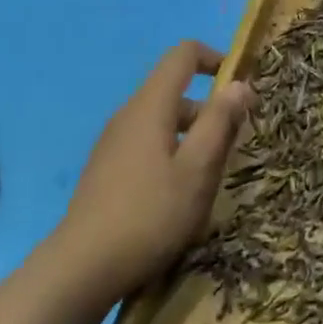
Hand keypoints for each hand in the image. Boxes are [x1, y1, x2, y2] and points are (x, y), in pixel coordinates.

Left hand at [62, 41, 251, 303]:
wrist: (82, 269)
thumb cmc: (150, 215)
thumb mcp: (198, 169)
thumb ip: (221, 122)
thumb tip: (239, 84)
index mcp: (151, 106)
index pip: (183, 55)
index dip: (215, 58)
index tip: (240, 88)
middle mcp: (128, 115)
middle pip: (174, 90)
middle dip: (210, 108)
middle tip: (235, 143)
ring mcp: (113, 142)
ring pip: (162, 120)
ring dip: (193, 134)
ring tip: (211, 174)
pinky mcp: (106, 168)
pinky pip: (147, 142)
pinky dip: (172, 151)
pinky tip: (179, 193)